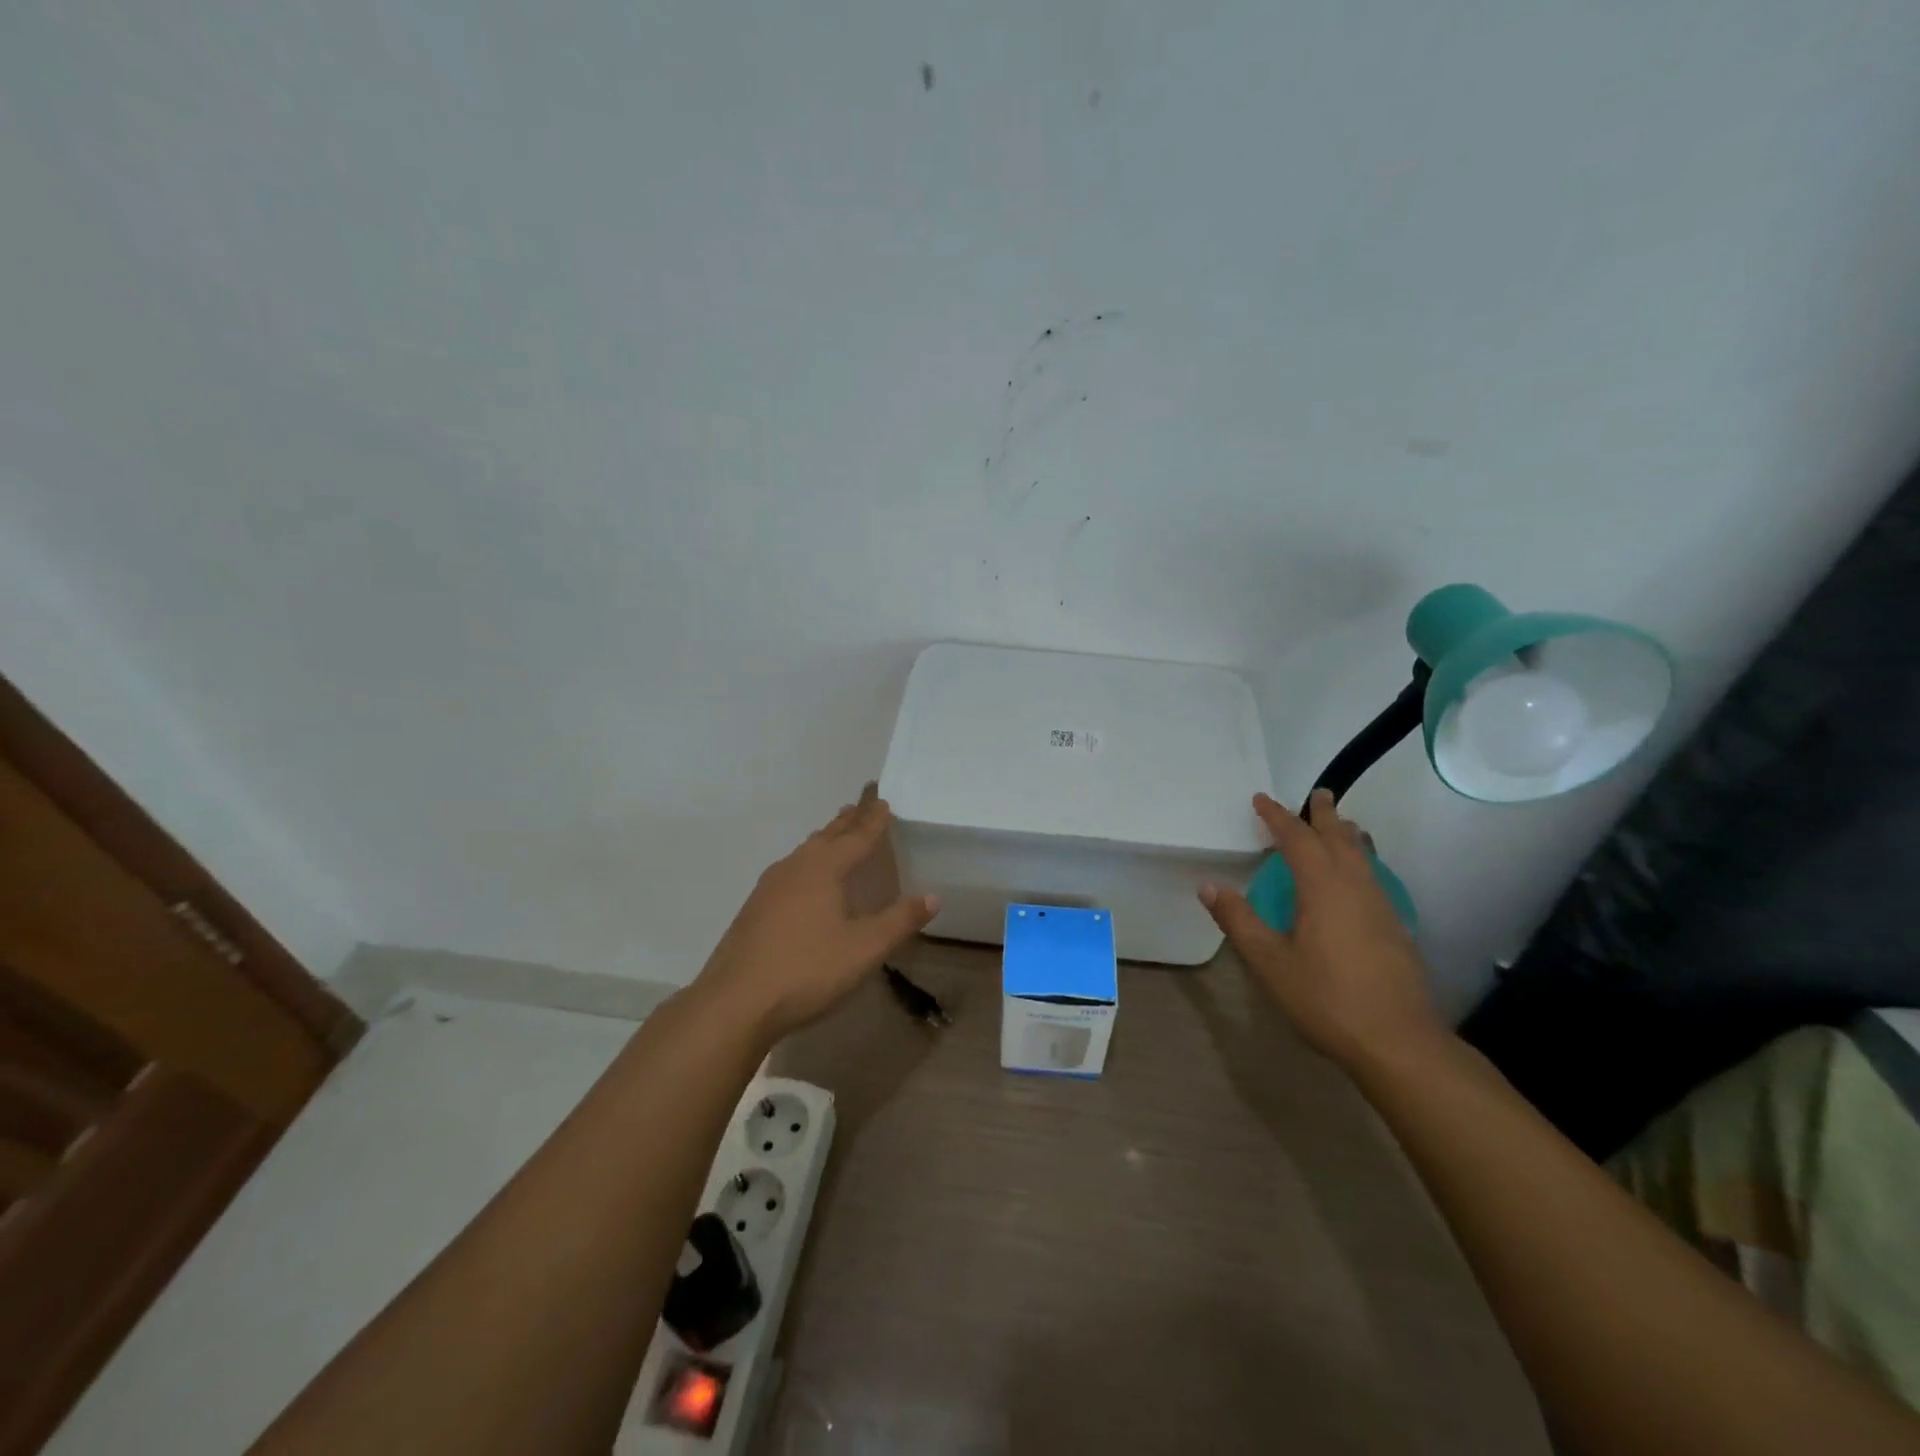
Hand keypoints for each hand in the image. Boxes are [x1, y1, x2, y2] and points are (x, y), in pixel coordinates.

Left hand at [695, 789, 938, 1041]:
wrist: (735, 1002)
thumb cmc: (807, 970)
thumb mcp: (865, 948)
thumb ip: (900, 920)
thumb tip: (933, 896)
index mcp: (824, 868)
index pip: (857, 836)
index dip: (874, 820)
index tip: (884, 800)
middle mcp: (795, 867)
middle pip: (828, 836)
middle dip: (848, 820)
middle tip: (862, 803)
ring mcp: (770, 887)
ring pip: (806, 852)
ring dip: (825, 839)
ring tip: (836, 833)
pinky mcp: (755, 908)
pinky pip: (791, 870)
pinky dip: (808, 862)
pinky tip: (804, 879)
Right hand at [1198, 789, 1445, 1069]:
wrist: (1399, 1042)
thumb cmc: (1326, 999)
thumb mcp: (1270, 962)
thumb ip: (1239, 921)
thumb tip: (1209, 886)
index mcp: (1323, 888)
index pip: (1298, 839)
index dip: (1277, 817)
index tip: (1260, 799)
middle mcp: (1356, 887)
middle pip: (1340, 838)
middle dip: (1325, 815)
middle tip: (1319, 794)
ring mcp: (1382, 907)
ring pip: (1364, 856)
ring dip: (1348, 835)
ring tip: (1342, 825)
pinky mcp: (1396, 928)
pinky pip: (1375, 876)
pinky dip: (1362, 860)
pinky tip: (1358, 878)